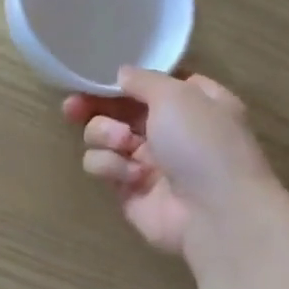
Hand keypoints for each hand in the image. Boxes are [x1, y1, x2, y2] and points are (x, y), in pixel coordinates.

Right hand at [64, 67, 279, 258]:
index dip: (120, 81)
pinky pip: (102, 167)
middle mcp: (168, 130)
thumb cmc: (203, 144)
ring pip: (102, 137)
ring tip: (123, 145)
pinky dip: (111, 167)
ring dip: (105, 135)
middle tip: (73, 107)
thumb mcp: (177, 95)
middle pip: (118, 110)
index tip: (94, 78)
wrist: (215, 213)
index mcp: (191, 102)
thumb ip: (143, 80)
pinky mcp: (128, 190)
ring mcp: (147, 161)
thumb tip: (121, 74)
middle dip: (94, 107)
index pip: (147, 84)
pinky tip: (132, 177)